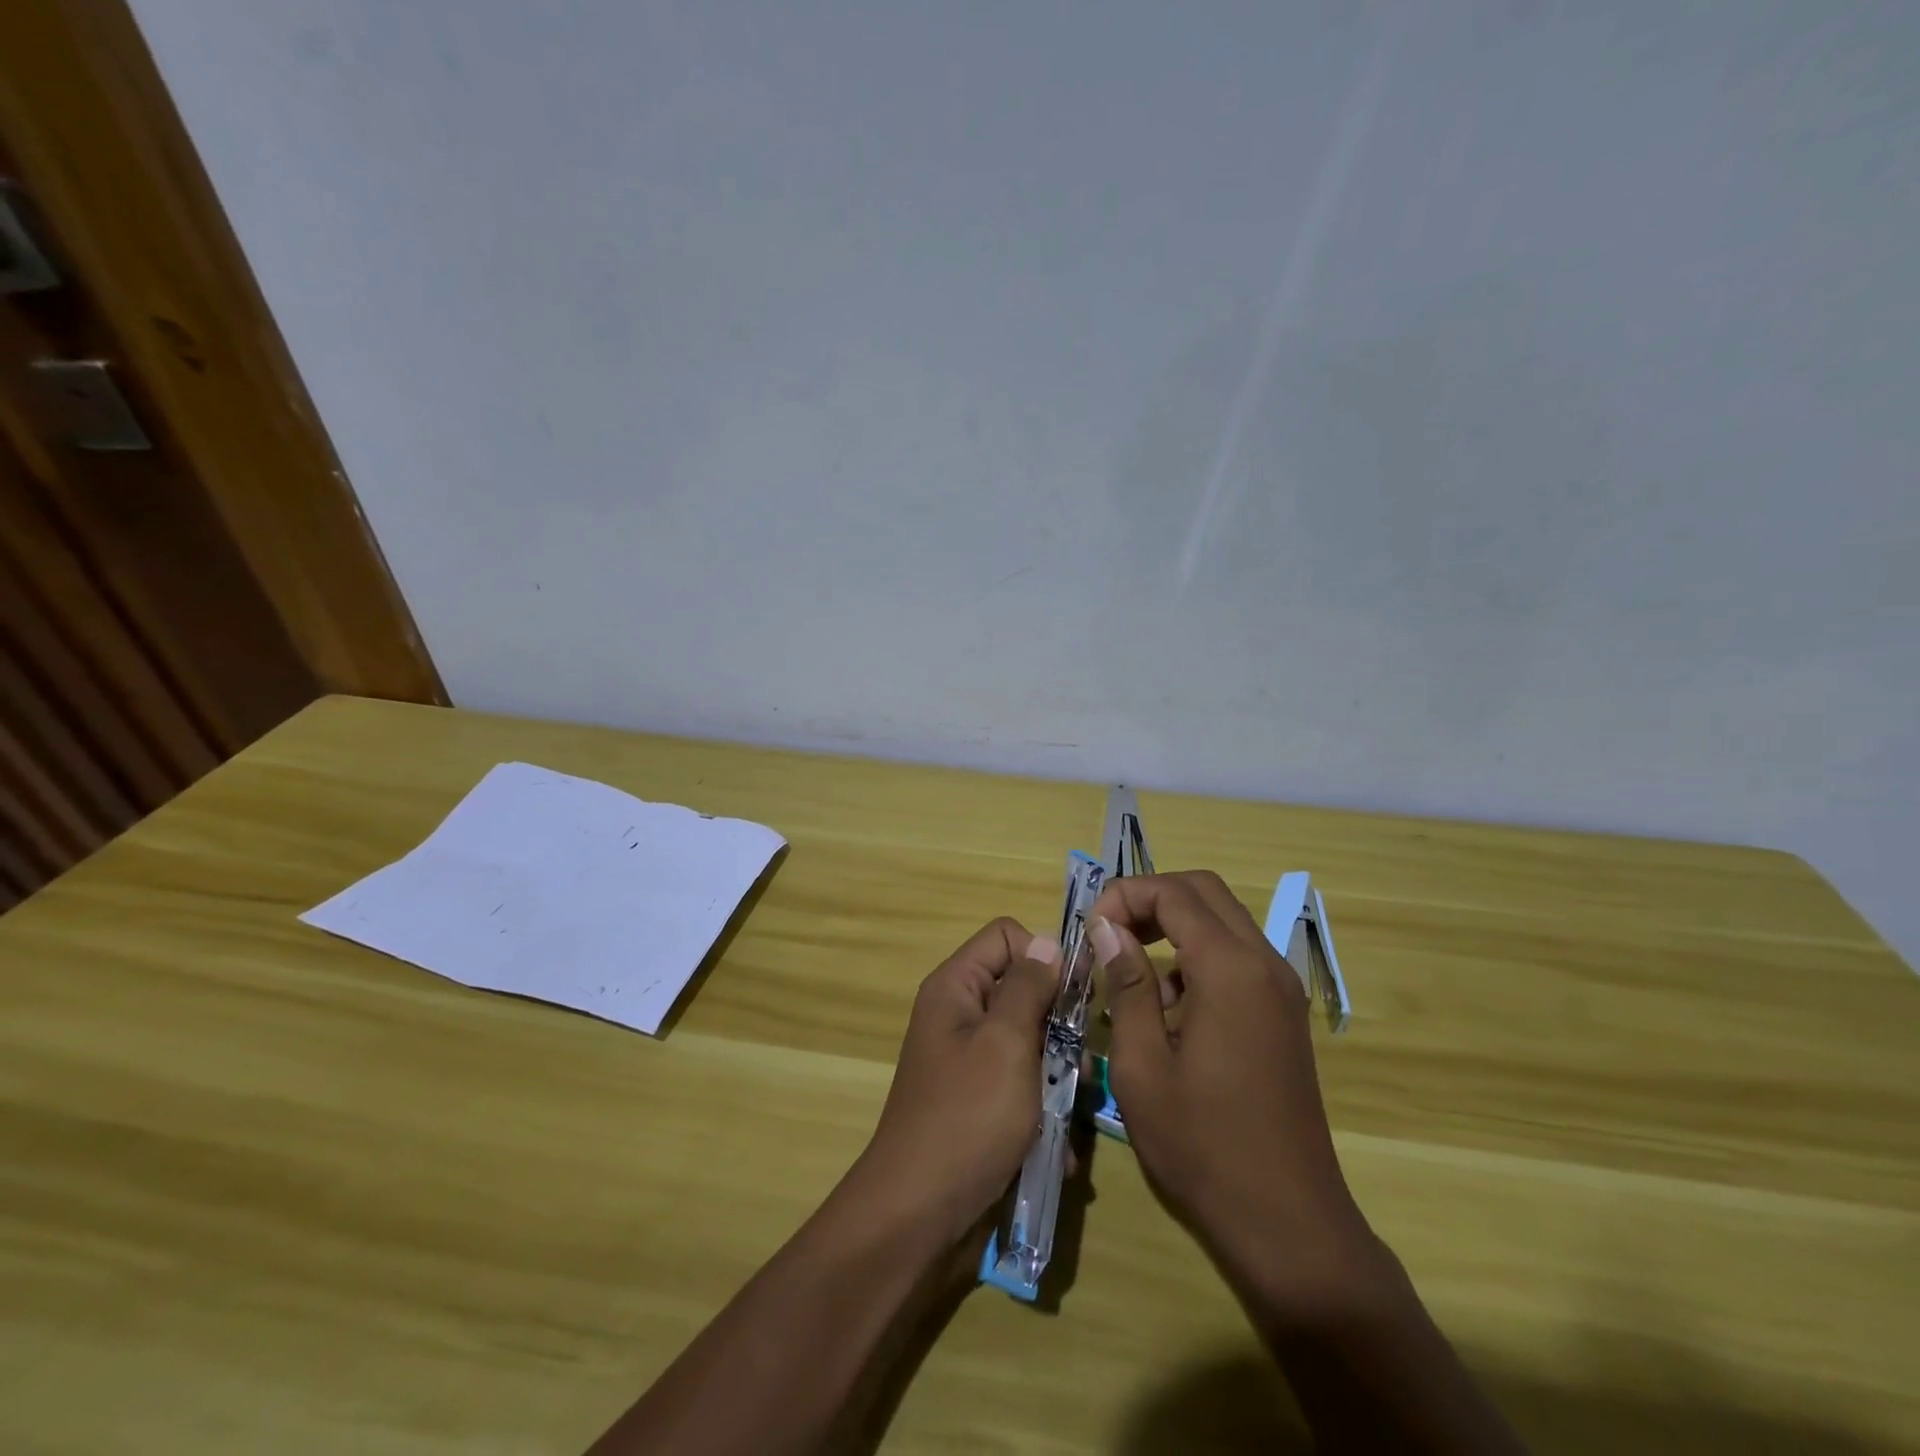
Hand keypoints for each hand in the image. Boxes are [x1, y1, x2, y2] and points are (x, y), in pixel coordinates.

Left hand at [849, 918, 1062, 1246]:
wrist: (919, 1218)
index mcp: (956, 988)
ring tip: (1072, 1110)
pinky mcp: (981, 1104)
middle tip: (1078, 1063)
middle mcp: (960, 1016)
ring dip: (1058, 1075)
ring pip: (1030, 1043)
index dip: (1043, 956)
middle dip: (1057, 1024)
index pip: (1007, 936)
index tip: (1072, 997)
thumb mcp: (1005, 1044)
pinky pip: (1023, 1087)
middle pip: (1023, 990)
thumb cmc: (967, 1119)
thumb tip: (1048, 941)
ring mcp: (970, 1062)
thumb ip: (1029, 988)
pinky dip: (1043, 1111)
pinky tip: (1058, 1146)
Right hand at [1089, 872, 1373, 1299]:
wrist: (1288, 1224)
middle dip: (1150, 899)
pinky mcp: (1283, 1014)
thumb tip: (1107, 928)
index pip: (1174, 892)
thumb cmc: (1202, 1146)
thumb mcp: (1142, 1066)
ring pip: (1222, 921)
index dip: (1125, 895)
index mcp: (1230, 970)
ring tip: (1132, 980)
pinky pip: (1236, 957)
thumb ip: (1126, 985)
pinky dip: (1196, 958)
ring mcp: (1280, 988)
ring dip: (1173, 929)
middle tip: (1109, 935)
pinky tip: (1169, 1013)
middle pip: (1204, 891)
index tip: (1090, 930)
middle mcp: (1264, 964)